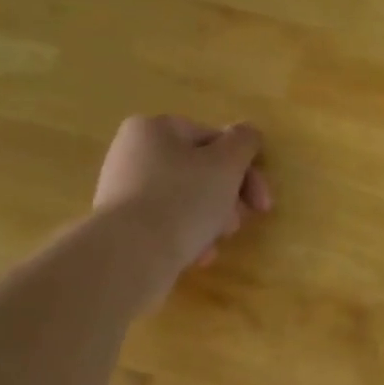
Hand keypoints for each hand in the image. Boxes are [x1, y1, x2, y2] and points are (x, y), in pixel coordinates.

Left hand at [93, 115, 271, 307]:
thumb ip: (244, 142)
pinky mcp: (122, 225)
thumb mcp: (226, 164)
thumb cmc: (184, 199)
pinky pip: (167, 224)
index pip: (214, 140)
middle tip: (237, 224)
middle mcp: (133, 153)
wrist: (131, 254)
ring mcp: (124, 190)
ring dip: (212, 221)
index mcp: (155, 129)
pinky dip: (187, 237)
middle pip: (200, 172)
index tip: (261, 203)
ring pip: (187, 201)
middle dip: (228, 199)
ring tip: (215, 243)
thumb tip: (248, 133)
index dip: (245, 170)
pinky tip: (197, 255)